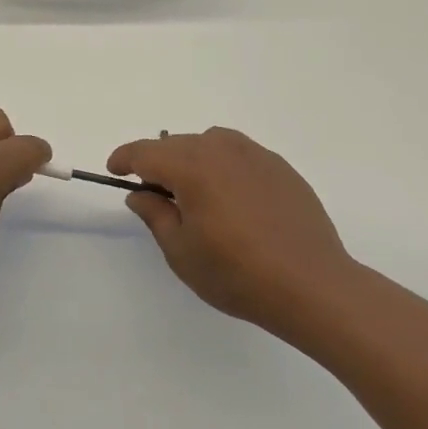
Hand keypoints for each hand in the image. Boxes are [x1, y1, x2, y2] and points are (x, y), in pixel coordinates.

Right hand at [107, 127, 358, 333]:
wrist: (313, 285)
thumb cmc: (238, 274)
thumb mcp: (181, 252)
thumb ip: (155, 215)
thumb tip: (141, 194)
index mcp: (192, 167)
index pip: (146, 152)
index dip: (125, 158)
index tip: (114, 171)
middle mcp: (223, 149)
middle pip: (177, 144)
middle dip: (158, 162)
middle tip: (153, 192)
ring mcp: (256, 155)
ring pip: (210, 143)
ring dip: (192, 159)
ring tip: (193, 192)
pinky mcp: (281, 168)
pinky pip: (239, 155)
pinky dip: (223, 166)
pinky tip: (231, 198)